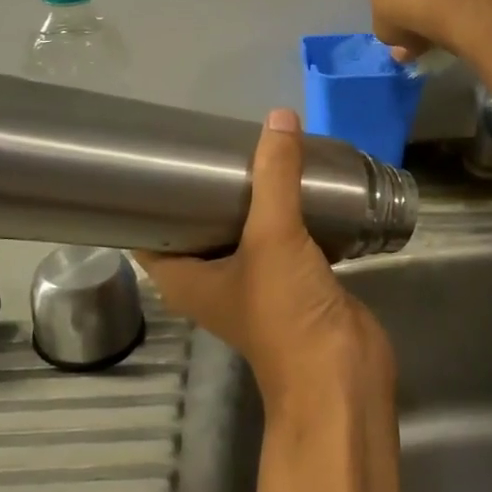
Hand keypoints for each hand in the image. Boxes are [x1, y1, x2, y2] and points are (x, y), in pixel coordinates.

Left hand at [136, 109, 394, 426]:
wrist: (342, 374)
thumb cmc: (286, 312)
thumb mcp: (273, 237)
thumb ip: (275, 176)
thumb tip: (278, 117)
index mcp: (185, 278)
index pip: (150, 232)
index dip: (149, 196)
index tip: (158, 155)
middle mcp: (213, 280)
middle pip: (200, 224)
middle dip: (208, 186)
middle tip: (215, 141)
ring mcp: (255, 282)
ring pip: (244, 230)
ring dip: (251, 197)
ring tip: (254, 151)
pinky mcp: (294, 281)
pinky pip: (283, 238)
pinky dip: (287, 212)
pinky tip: (295, 181)